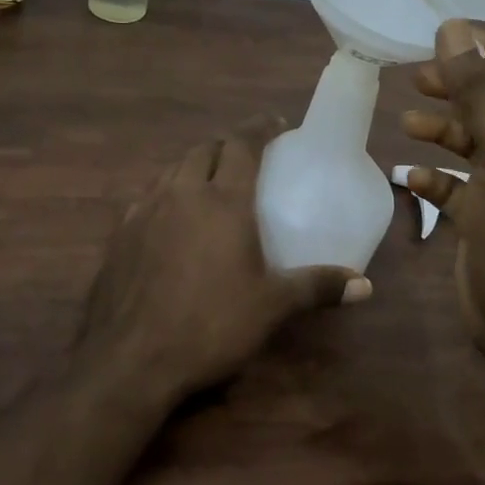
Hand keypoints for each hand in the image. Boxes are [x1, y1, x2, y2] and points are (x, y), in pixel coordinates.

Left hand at [77, 116, 356, 401]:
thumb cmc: (210, 326)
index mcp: (223, 200)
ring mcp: (145, 210)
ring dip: (194, 165)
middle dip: (226, 145)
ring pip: (172, 169)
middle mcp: (182, 193)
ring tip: (209, 181)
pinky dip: (167, 192)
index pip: (242, 144)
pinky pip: (148, 196)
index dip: (260, 128)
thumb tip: (364, 285)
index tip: (276, 123)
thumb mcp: (271, 307)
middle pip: (204, 149)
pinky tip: (171, 219)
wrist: (129, 361)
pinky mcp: (120, 234)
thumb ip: (317, 287)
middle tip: (246, 157)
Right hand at [402, 20, 484, 363]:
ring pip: (467, 142)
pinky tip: (408, 177)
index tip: (441, 36)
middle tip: (416, 77)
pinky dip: (430, 176)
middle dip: (455, 86)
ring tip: (406, 124)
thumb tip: (453, 29)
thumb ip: (477, 91)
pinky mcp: (478, 217)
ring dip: (439, 129)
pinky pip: (451, 185)